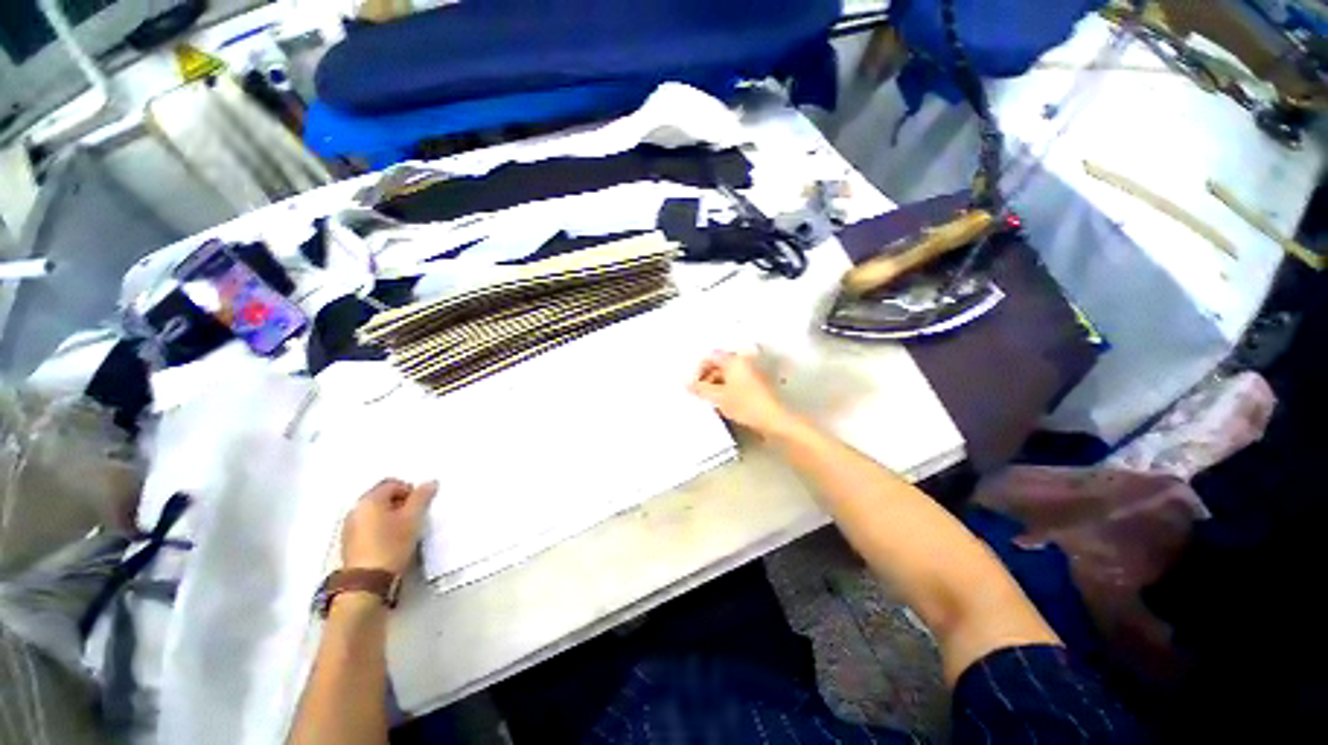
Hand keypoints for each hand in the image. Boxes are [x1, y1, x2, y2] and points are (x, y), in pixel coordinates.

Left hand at [341, 479, 437, 575]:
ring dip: (391, 515)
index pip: (392, 483)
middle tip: (414, 516)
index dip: (410, 490)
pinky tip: (391, 540)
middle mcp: (356, 509)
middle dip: (400, 502)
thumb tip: (430, 482)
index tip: (420, 505)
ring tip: (405, 529)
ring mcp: (349, 527)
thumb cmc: (391, 545)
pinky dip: (381, 527)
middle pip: (382, 496)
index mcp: (369, 500)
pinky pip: (368, 525)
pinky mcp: (349, 542)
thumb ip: (422, 497)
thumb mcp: (413, 518)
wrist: (367, 582)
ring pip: (375, 512)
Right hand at [688, 351, 794, 435]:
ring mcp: (753, 371)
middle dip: (708, 377)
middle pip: (720, 364)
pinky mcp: (759, 383)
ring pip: (729, 373)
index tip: (694, 383)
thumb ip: (700, 389)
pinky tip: (726, 402)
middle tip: (701, 392)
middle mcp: (745, 361)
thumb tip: (687, 384)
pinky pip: (738, 380)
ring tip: (712, 400)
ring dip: (718, 384)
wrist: (774, 419)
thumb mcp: (718, 397)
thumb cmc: (747, 404)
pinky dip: (729, 388)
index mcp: (734, 359)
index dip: (699, 370)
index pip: (710, 357)